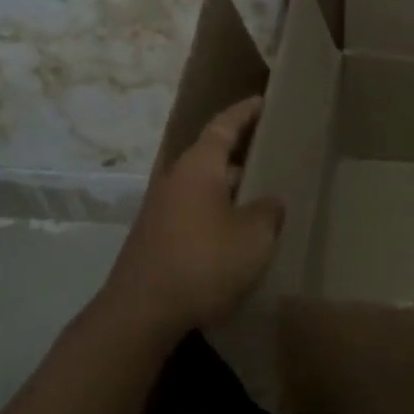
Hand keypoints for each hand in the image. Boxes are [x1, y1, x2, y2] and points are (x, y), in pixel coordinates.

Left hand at [102, 97, 283, 338]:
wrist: (141, 313)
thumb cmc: (204, 262)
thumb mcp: (254, 236)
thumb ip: (268, 211)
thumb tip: (270, 201)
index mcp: (198, 167)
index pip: (223, 126)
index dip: (245, 113)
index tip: (263, 101)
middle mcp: (175, 180)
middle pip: (211, 157)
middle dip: (241, 155)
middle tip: (272, 154)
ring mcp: (161, 210)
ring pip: (203, 188)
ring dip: (230, 189)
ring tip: (261, 197)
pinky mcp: (156, 239)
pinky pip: (194, 213)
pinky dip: (216, 213)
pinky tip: (236, 235)